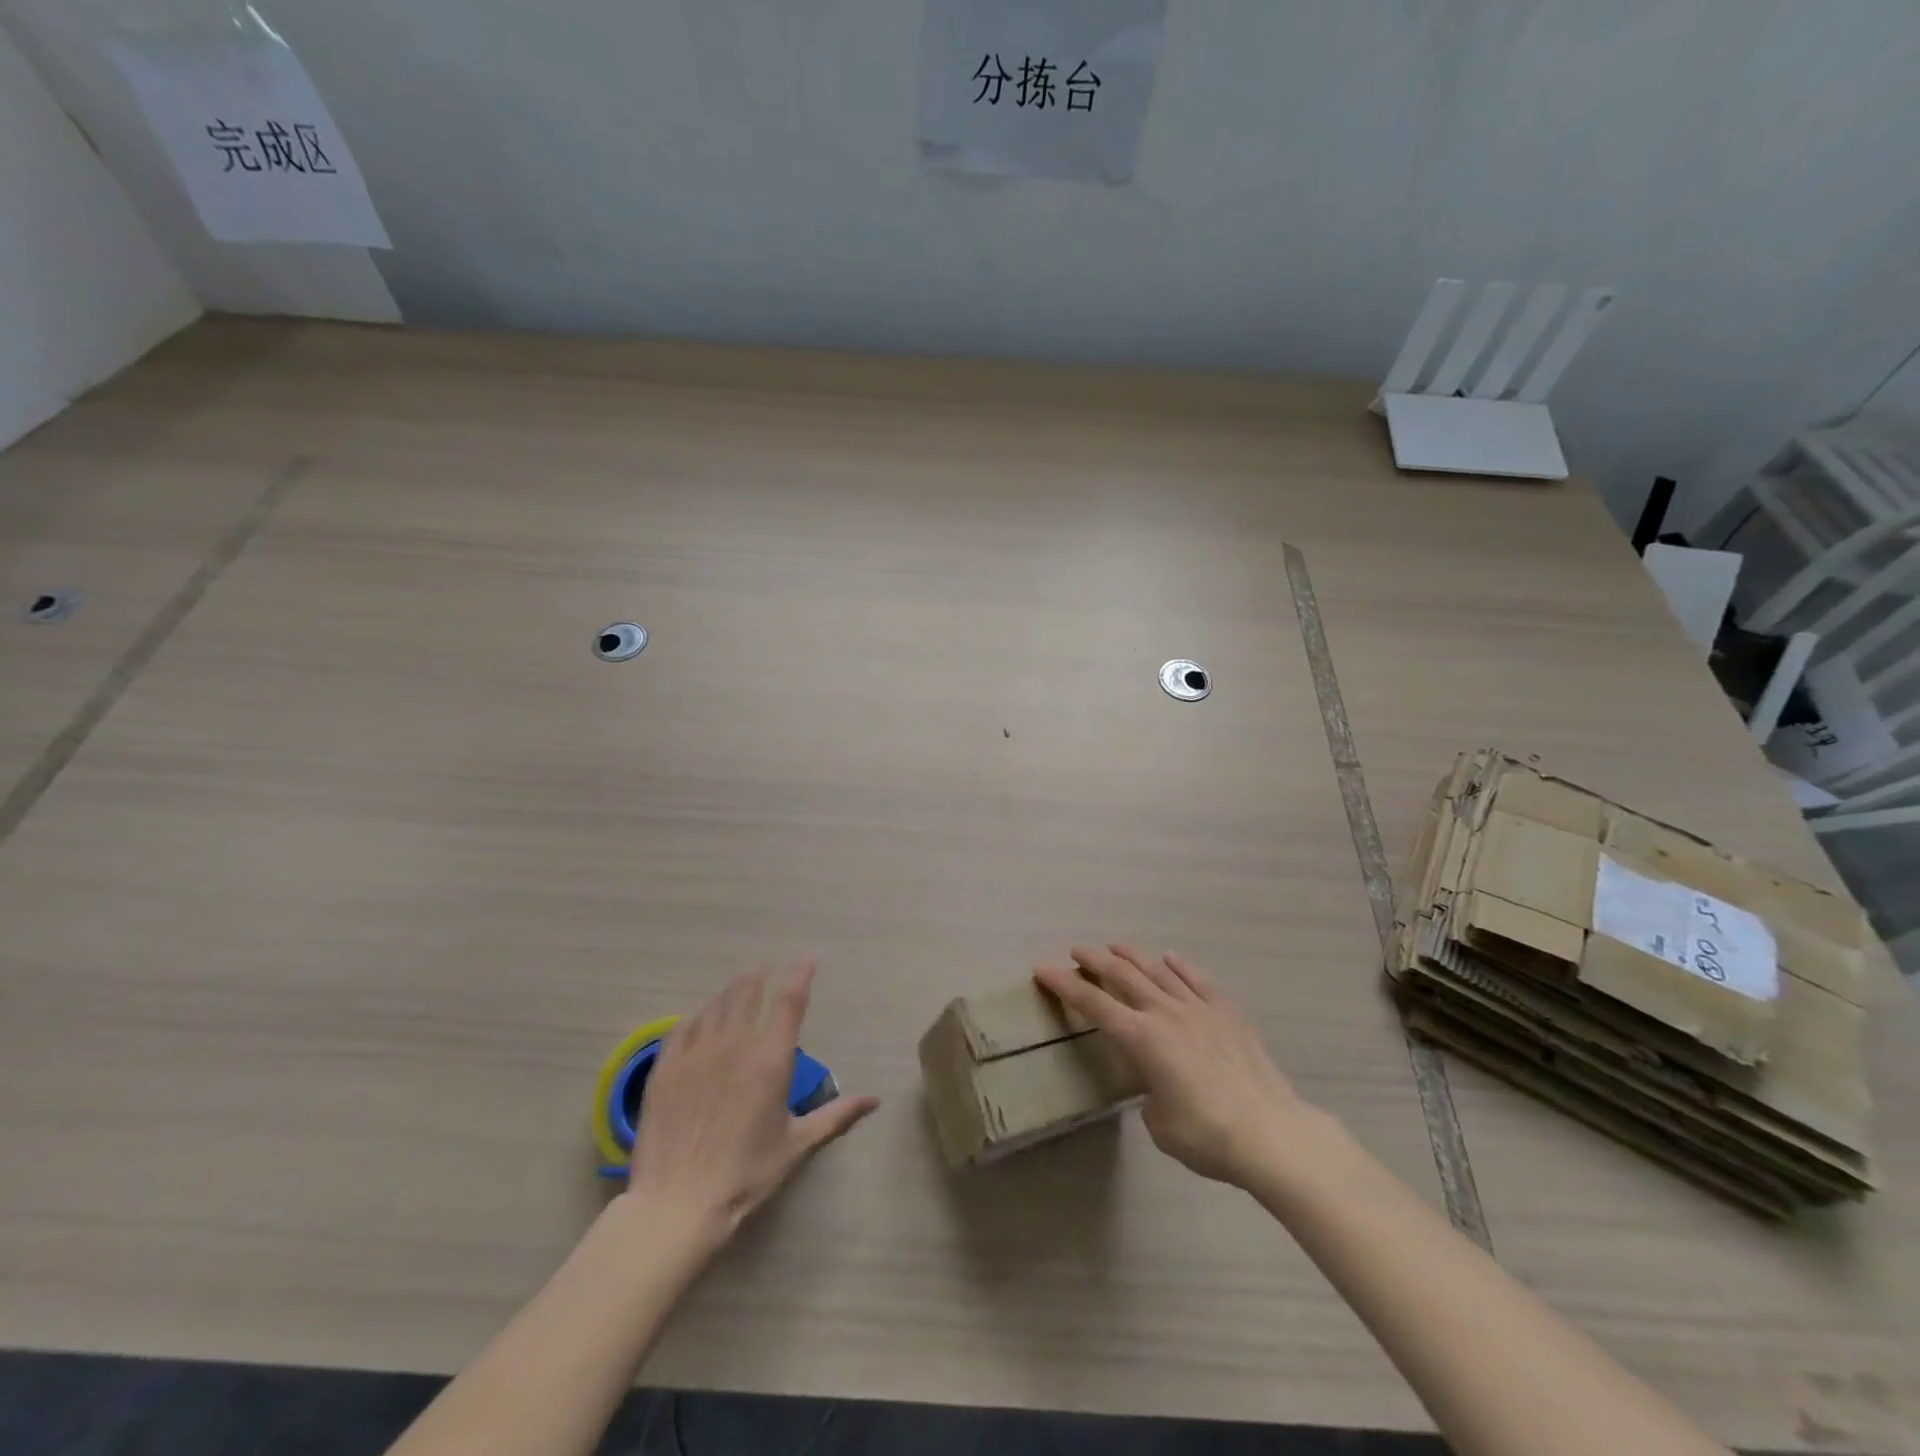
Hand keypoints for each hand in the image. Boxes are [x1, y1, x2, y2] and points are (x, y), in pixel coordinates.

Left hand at [626, 961, 877, 1238]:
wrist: (677, 1203)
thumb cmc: (745, 1174)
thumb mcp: (796, 1145)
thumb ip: (836, 1116)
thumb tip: (873, 1100)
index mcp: (770, 1059)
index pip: (790, 1001)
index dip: (800, 976)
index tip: (807, 961)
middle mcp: (735, 1044)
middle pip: (747, 991)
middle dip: (759, 977)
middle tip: (764, 972)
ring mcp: (696, 1052)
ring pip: (715, 1004)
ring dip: (730, 993)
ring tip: (735, 990)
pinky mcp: (665, 1066)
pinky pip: (682, 1027)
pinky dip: (697, 1017)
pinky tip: (698, 1021)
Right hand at [1034, 945, 1306, 1187]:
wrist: (1271, 1134)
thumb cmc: (1207, 1136)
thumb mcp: (1160, 1123)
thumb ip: (1149, 1095)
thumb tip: (1158, 1088)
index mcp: (1141, 1038)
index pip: (1093, 1003)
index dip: (1064, 984)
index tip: (1043, 969)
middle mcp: (1165, 1013)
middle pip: (1122, 975)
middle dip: (1095, 960)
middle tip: (1077, 950)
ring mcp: (1199, 1009)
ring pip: (1158, 970)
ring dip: (1133, 955)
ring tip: (1115, 946)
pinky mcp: (1228, 1014)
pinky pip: (1198, 980)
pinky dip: (1180, 966)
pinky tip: (1170, 958)